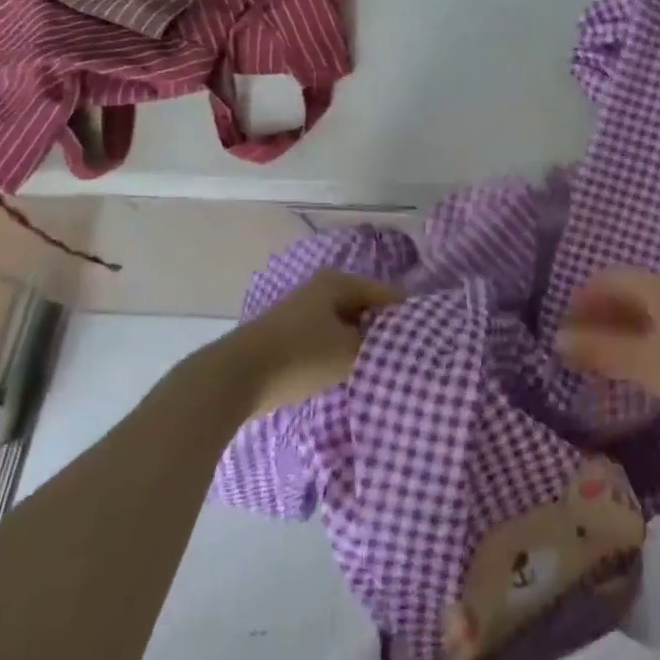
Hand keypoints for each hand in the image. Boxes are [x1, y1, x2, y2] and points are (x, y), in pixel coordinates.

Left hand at [233, 269, 400, 415]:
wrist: (236, 376)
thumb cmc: (301, 356)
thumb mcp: (350, 352)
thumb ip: (379, 344)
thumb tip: (397, 340)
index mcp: (339, 282)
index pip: (386, 294)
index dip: (405, 316)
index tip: (423, 339)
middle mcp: (321, 288)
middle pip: (364, 306)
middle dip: (382, 329)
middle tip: (403, 354)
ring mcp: (301, 310)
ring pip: (344, 323)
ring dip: (359, 342)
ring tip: (377, 365)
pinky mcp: (287, 333)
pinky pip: (325, 337)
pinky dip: (338, 350)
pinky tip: (345, 370)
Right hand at [559, 268, 659, 424]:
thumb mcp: (645, 362)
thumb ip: (602, 350)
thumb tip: (558, 339)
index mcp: (656, 290)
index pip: (610, 277)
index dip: (584, 294)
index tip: (566, 319)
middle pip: (628, 292)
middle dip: (600, 312)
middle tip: (579, 340)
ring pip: (647, 311)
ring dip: (621, 326)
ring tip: (603, 354)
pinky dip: (641, 338)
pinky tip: (640, 363)